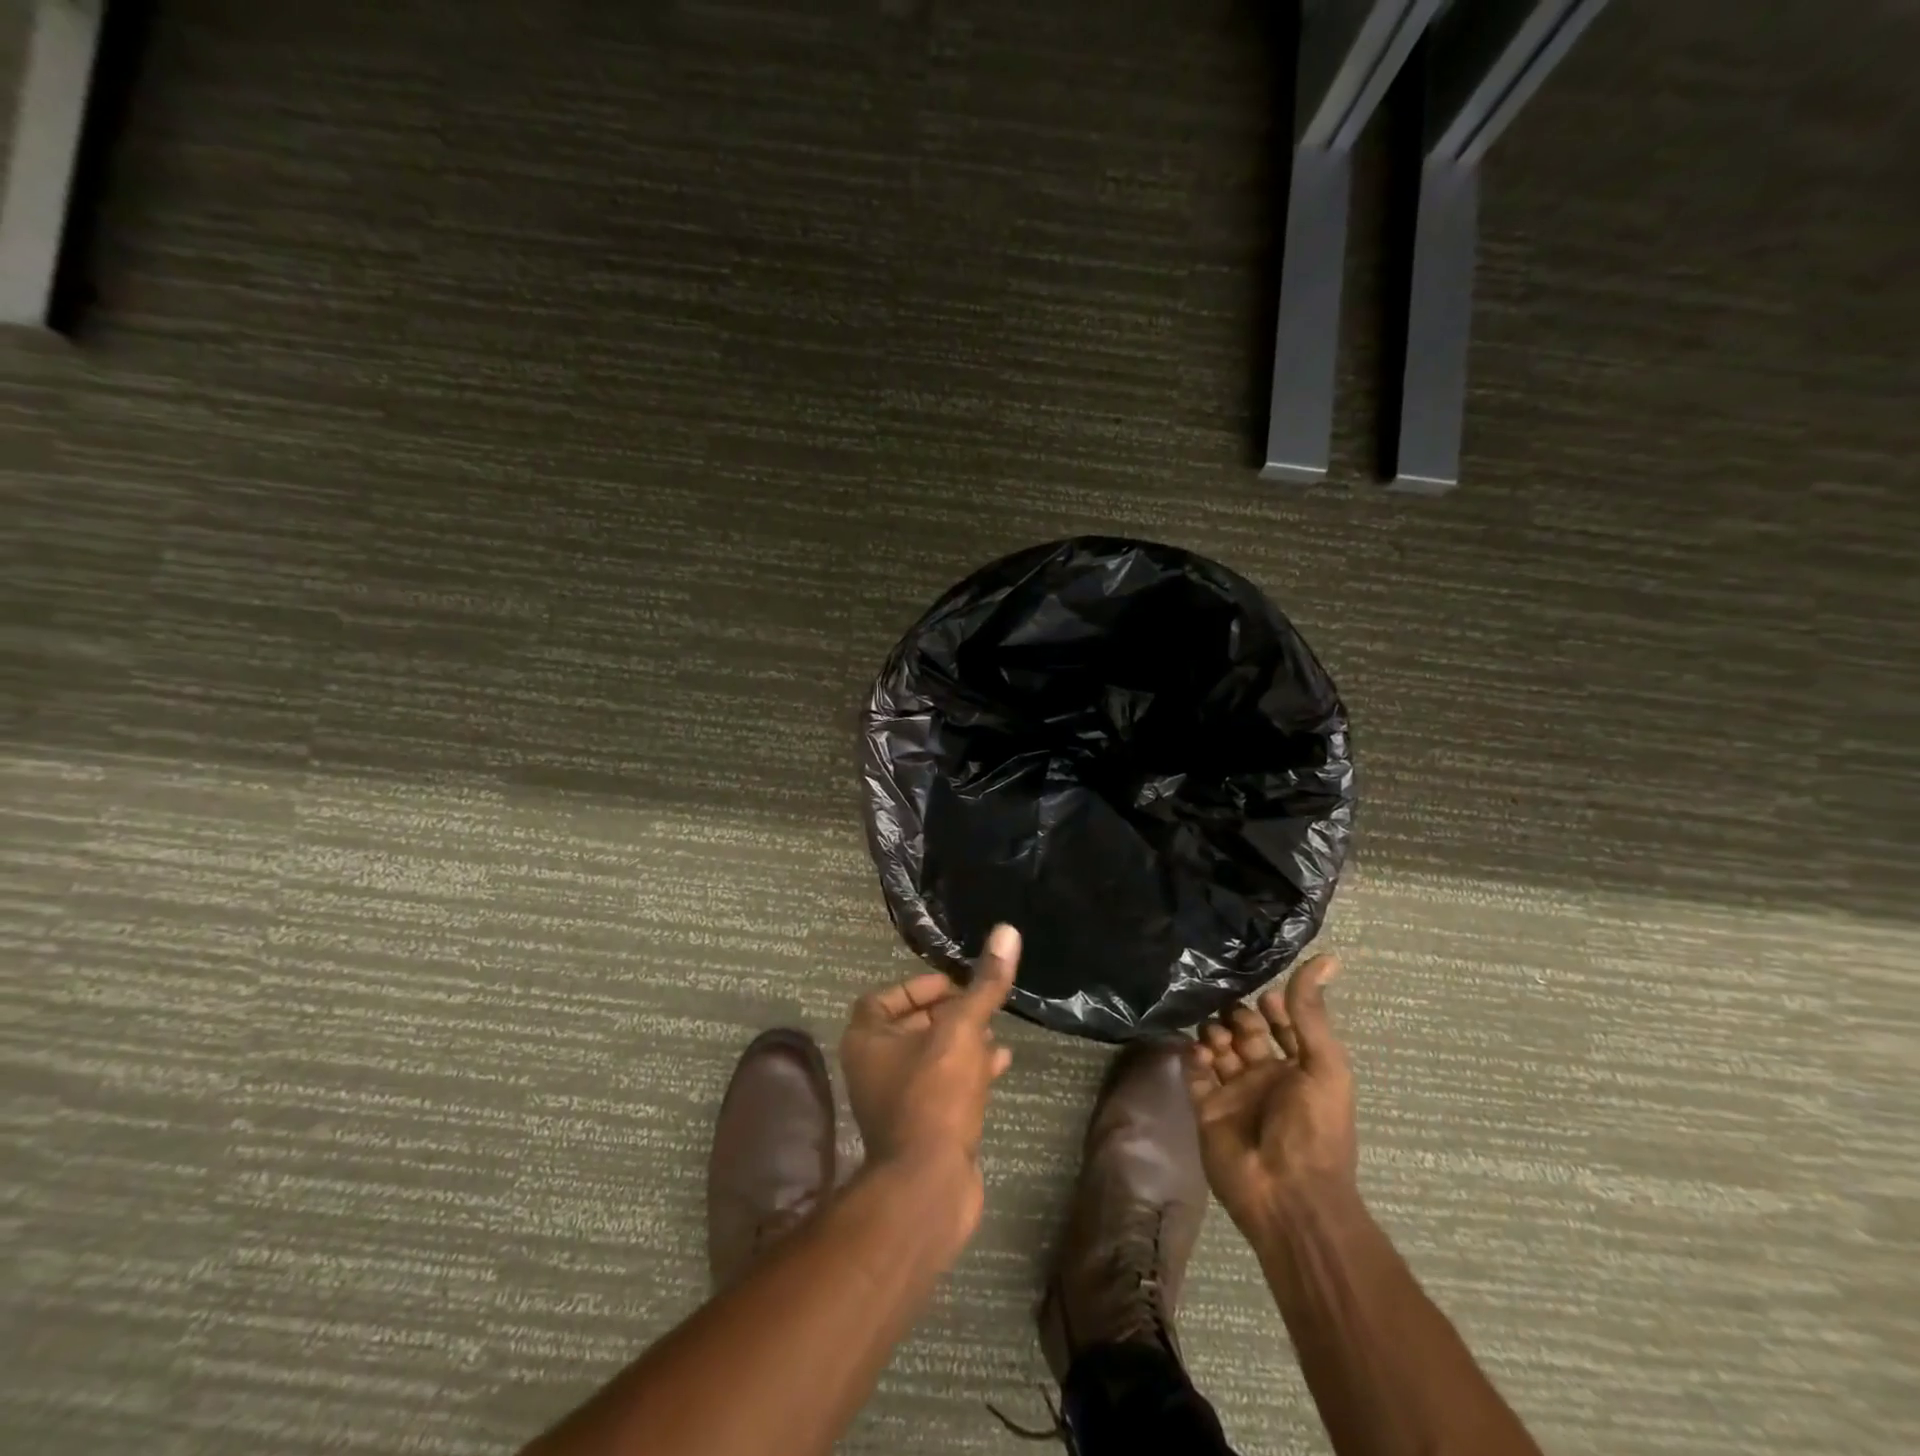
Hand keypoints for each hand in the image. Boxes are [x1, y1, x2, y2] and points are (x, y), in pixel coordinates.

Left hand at [839, 924, 1018, 1176]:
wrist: (929, 1186)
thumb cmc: (934, 1095)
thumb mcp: (962, 1029)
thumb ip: (984, 984)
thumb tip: (1006, 930)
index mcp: (867, 1040)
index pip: (884, 998)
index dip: (918, 986)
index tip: (955, 984)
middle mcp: (874, 1068)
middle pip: (910, 1027)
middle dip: (948, 1013)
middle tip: (981, 1004)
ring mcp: (897, 1101)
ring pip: (930, 1058)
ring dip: (962, 1042)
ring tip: (997, 1031)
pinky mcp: (921, 1127)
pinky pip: (944, 1087)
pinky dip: (969, 1071)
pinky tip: (1001, 1063)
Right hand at [1184, 955, 1356, 1236]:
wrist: (1287, 1194)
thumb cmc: (1315, 1128)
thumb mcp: (1324, 1064)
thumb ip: (1312, 1011)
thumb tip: (1328, 956)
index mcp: (1300, 1069)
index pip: (1283, 1025)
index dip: (1273, 1006)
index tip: (1262, 990)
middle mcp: (1267, 1077)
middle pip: (1245, 1032)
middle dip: (1236, 1015)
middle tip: (1229, 1012)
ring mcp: (1235, 1093)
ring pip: (1218, 1048)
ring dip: (1214, 1032)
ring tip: (1216, 1035)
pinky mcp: (1207, 1108)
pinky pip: (1195, 1073)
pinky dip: (1192, 1055)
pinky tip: (1197, 1050)